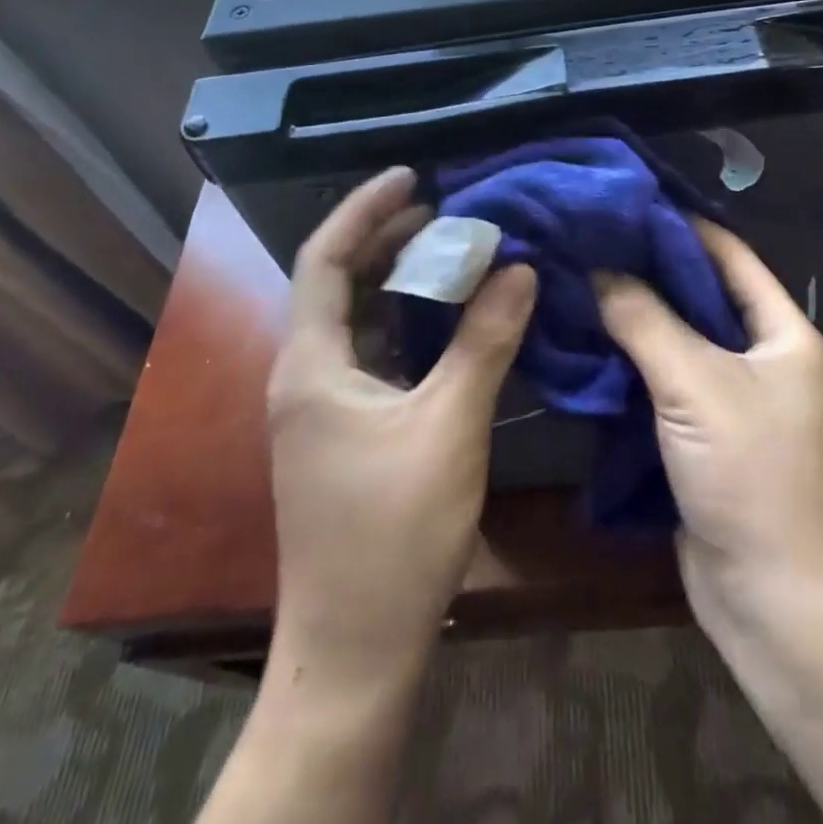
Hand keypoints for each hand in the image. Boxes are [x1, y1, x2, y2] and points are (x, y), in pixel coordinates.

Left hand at [268, 166, 537, 673]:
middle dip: (385, 238)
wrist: (354, 648)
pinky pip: (370, 354)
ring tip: (450, 250)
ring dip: (397, 281)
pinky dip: (405, 324)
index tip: (411, 175)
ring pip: (355, 320)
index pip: (324, 258)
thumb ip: (484, 342)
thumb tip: (519, 268)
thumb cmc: (394, 533)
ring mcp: (320, 408)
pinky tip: (446, 320)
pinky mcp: (341, 432)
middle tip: (442, 208)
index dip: (364, 209)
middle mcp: (303, 376)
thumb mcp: (449, 426)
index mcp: (311, 365)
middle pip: (336, 282)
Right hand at [595, 221, 822, 627]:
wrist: (774, 600)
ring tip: (573, 279)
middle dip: (643, 268)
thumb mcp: (696, 383)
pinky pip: (661, 380)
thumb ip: (644, 319)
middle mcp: (759, 355)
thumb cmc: (751, 476)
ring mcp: (729, 396)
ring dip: (630, 315)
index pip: (727, 253)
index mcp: (781, 330)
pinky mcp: (700, 433)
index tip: (621, 201)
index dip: (678, 224)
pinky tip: (583, 339)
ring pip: (674, 337)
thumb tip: (595, 268)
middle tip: (583, 240)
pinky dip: (627, 360)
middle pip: (696, 294)